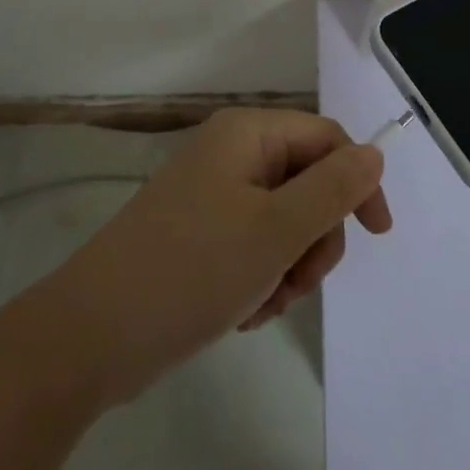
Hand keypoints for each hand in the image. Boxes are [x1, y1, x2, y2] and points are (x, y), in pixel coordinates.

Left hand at [50, 108, 390, 404]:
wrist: (92, 336)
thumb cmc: (191, 270)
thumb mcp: (276, 230)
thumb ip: (334, 189)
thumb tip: (375, 153)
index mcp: (247, 133)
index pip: (327, 139)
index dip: (357, 182)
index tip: (376, 236)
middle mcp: (231, 153)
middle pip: (308, 182)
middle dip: (314, 237)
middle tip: (297, 280)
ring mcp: (212, 194)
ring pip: (285, 221)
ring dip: (289, 266)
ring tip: (263, 302)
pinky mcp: (200, 233)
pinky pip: (255, 245)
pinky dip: (262, 278)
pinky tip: (243, 311)